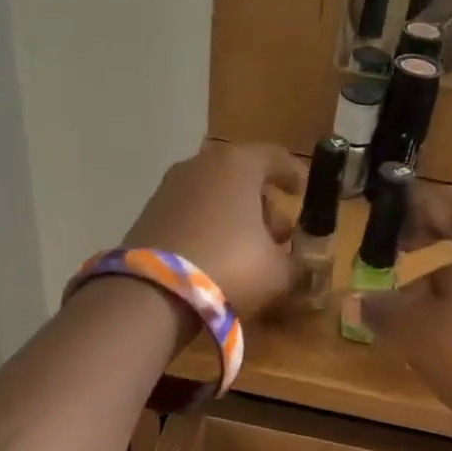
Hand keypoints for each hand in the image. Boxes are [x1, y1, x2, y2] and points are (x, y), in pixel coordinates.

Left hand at [121, 143, 306, 319]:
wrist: (153, 293)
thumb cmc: (230, 267)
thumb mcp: (278, 271)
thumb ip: (294, 260)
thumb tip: (292, 261)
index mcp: (238, 165)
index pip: (275, 157)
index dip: (294, 174)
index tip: (303, 193)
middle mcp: (201, 165)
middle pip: (242, 176)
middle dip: (263, 203)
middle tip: (277, 236)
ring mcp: (169, 187)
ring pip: (213, 194)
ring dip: (233, 217)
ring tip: (246, 252)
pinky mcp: (149, 213)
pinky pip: (190, 213)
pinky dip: (207, 227)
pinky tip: (214, 258)